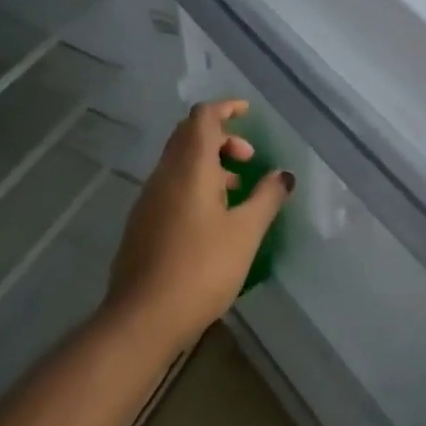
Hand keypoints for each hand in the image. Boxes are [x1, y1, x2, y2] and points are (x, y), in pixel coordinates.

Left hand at [104, 100, 292, 354]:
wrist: (143, 317)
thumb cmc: (201, 269)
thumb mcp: (245, 233)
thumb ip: (266, 198)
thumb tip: (283, 175)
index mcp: (189, 169)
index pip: (203, 118)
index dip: (226, 108)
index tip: (249, 113)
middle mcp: (164, 175)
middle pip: (188, 136)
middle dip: (220, 137)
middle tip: (248, 159)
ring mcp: (149, 199)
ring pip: (179, 163)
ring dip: (209, 164)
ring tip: (237, 191)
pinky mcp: (142, 223)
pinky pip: (171, 186)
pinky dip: (194, 185)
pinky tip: (213, 218)